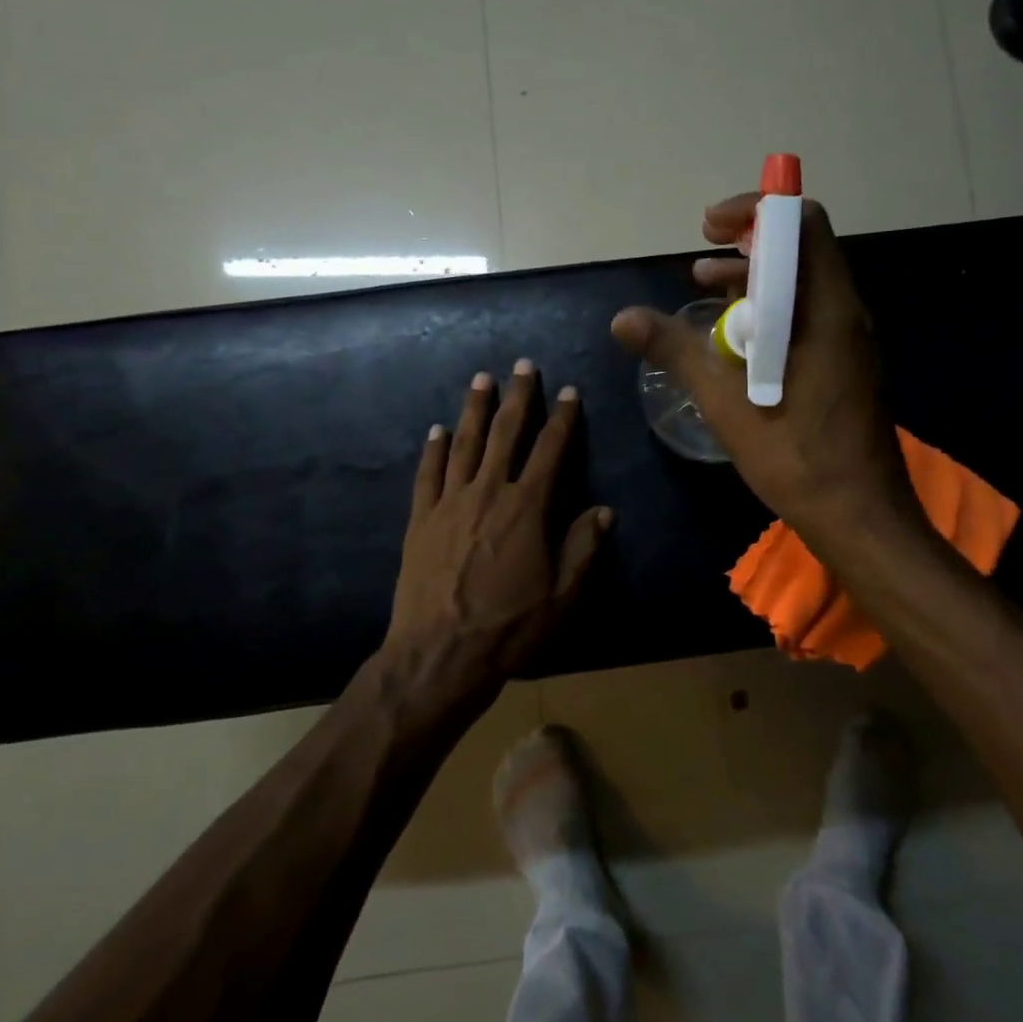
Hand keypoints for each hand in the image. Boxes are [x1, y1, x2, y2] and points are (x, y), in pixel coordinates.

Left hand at [380, 360, 611, 703]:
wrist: (439, 655)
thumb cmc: (508, 628)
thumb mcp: (562, 597)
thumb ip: (583, 549)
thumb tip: (602, 510)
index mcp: (527, 508)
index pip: (551, 451)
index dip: (563, 419)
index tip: (570, 392)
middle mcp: (488, 492)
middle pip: (505, 434)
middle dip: (517, 397)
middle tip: (523, 366)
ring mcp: (449, 503)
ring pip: (464, 444)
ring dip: (474, 409)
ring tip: (481, 379)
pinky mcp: (421, 520)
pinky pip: (428, 474)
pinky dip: (434, 449)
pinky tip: (437, 430)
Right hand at [610, 193, 914, 544]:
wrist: (859, 516)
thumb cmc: (796, 455)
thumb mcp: (726, 401)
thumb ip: (676, 351)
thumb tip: (623, 318)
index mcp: (826, 308)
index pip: (801, 223)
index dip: (754, 211)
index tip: (708, 228)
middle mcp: (845, 313)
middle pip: (800, 251)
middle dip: (747, 245)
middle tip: (700, 261)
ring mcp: (850, 342)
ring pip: (802, 287)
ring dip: (754, 281)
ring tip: (705, 289)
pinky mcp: (846, 367)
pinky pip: (807, 318)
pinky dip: (769, 313)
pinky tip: (735, 341)